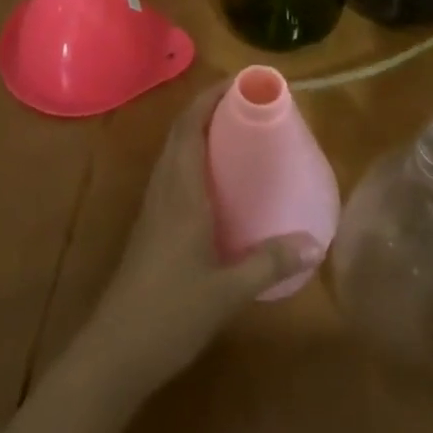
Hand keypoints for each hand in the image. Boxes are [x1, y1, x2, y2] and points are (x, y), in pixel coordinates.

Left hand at [79, 83, 320, 394]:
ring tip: (232, 128)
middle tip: (244, 101)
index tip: (239, 82)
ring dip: (196, 128)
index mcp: (181, 189)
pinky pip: (170, 171)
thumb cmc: (172, 312)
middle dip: (207, 106)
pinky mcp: (149, 223)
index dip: (210, 97)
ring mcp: (152, 204)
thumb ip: (270, 262)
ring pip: (172, 149)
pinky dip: (190, 155)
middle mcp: (164, 186)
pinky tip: (212, 178)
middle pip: (180, 130)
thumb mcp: (229, 290)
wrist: (117, 350)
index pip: (190, 125)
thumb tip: (315, 243)